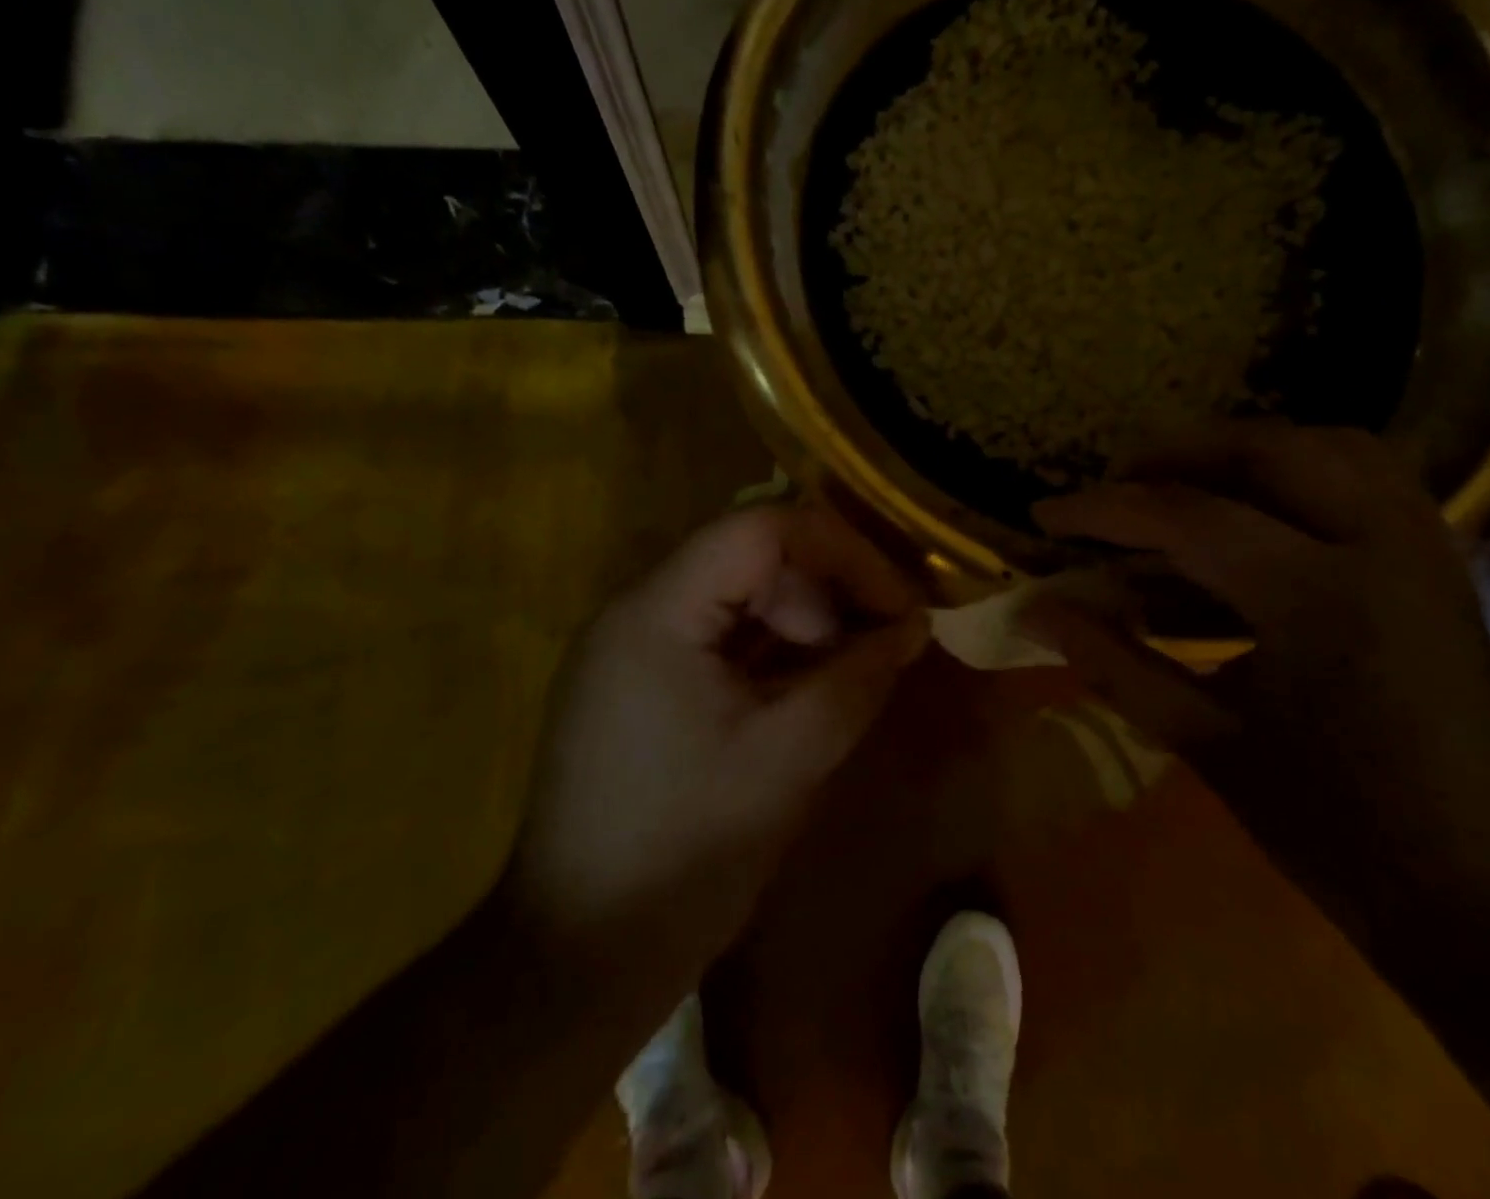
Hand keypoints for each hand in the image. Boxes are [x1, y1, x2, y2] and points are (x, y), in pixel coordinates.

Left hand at [507, 504, 927, 1002]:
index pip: (760, 528)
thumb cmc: (683, 855)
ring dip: (804, 624)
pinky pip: (719, 642)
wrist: (576, 961)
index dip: (842, 551)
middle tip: (883, 643)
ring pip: (737, 599)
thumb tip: (913, 625)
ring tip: (853, 673)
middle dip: (826, 591)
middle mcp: (637, 612)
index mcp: (657, 613)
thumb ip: (857, 679)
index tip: (898, 601)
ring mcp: (633, 650)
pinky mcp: (640, 687)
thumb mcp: (789, 760)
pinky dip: (772, 655)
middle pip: (749, 558)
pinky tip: (809, 692)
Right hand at [1025, 422, 1489, 938]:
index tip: (1045, 513)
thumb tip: (1036, 610)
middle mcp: (1381, 547)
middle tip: (1115, 488)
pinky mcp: (1439, 564)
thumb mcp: (1205, 741)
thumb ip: (1113, 661)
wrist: (1486, 891)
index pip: (1185, 518)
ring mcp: (1423, 548)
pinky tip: (1256, 512)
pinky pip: (1369, 476)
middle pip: (1265, 448)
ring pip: (1327, 445)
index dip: (1102, 510)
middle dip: (1175, 455)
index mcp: (1319, 599)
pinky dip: (1301, 472)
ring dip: (1242, 453)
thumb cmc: (1335, 828)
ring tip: (1180, 488)